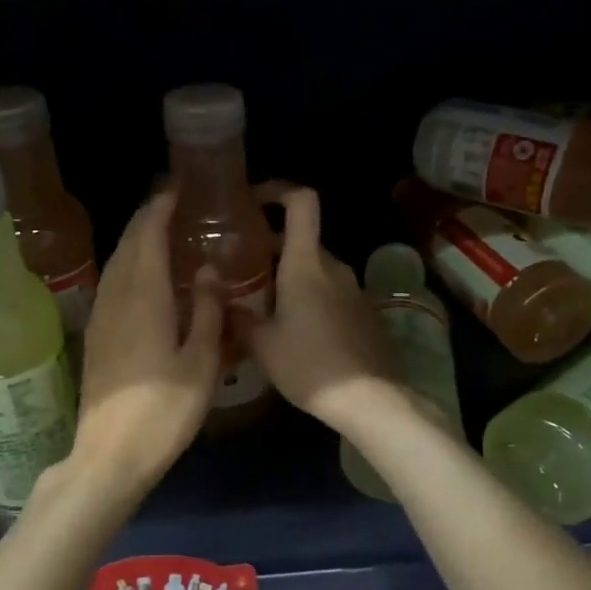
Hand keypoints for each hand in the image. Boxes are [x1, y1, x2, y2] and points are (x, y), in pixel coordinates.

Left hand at [71, 190, 222, 491]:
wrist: (110, 454)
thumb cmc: (164, 410)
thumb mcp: (201, 362)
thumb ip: (206, 311)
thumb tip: (206, 270)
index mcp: (143, 295)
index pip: (147, 234)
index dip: (160, 207)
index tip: (177, 189)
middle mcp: (116, 297)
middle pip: (127, 244)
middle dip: (147, 219)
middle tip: (173, 206)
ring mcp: (101, 317)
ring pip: (116, 265)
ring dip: (136, 242)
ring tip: (162, 234)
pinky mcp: (96, 337)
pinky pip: (113, 285)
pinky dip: (130, 268)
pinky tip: (146, 280)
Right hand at [236, 186, 399, 434]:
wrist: (370, 399)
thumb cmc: (309, 365)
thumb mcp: (262, 345)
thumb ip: (237, 318)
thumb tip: (220, 302)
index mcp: (306, 264)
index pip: (301, 202)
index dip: (278, 190)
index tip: (253, 200)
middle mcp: (333, 267)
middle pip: (302, 240)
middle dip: (270, 248)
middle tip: (241, 269)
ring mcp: (354, 290)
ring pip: (315, 269)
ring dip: (289, 277)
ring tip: (262, 305)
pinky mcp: (364, 313)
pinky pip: (331, 292)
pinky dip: (309, 297)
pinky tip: (294, 330)